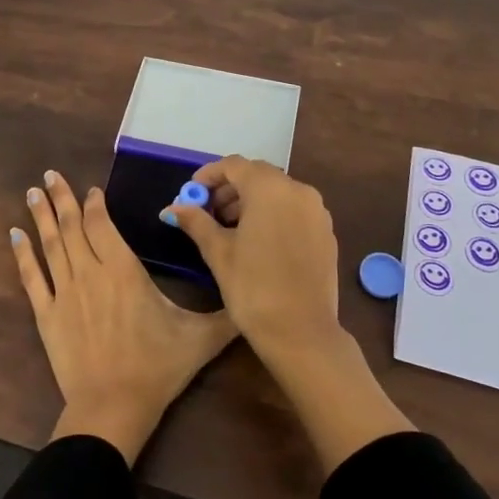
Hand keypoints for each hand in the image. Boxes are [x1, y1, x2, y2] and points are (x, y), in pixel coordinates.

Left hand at [13, 170, 236, 464]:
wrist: (112, 407)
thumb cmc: (157, 368)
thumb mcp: (200, 339)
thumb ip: (227, 314)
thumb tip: (252, 295)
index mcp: (124, 270)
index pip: (103, 224)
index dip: (96, 204)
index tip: (93, 190)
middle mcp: (90, 272)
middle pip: (73, 226)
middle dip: (62, 197)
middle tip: (50, 173)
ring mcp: (64, 292)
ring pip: (51, 244)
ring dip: (42, 215)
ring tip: (33, 191)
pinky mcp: (46, 314)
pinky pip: (32, 277)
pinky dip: (22, 253)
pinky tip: (15, 234)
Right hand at [162, 157, 342, 359]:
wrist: (302, 333)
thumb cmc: (253, 288)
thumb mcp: (218, 252)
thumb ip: (196, 222)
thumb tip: (172, 208)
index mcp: (270, 189)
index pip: (234, 165)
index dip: (209, 175)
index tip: (192, 192)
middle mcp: (298, 191)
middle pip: (258, 175)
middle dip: (230, 188)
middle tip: (207, 211)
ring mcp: (317, 212)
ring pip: (278, 192)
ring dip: (251, 201)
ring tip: (229, 228)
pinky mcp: (326, 233)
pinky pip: (294, 210)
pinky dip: (273, 214)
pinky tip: (257, 241)